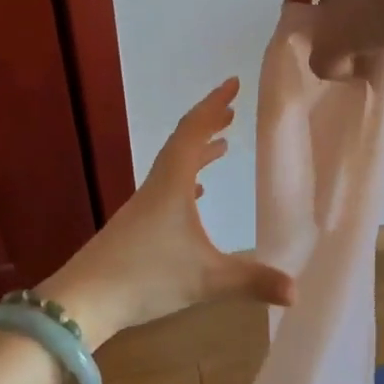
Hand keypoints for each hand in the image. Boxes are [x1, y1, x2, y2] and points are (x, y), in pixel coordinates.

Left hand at [35, 79, 292, 347]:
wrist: (84, 300)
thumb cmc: (146, 277)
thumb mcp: (206, 279)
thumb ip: (252, 281)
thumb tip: (299, 292)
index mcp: (173, 182)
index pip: (195, 130)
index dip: (214, 104)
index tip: (234, 83)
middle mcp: (157, 184)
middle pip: (183, 141)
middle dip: (209, 122)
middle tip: (232, 109)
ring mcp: (144, 204)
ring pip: (175, 164)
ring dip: (199, 150)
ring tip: (223, 145)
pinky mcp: (137, 224)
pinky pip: (167, 187)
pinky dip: (187, 179)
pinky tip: (197, 194)